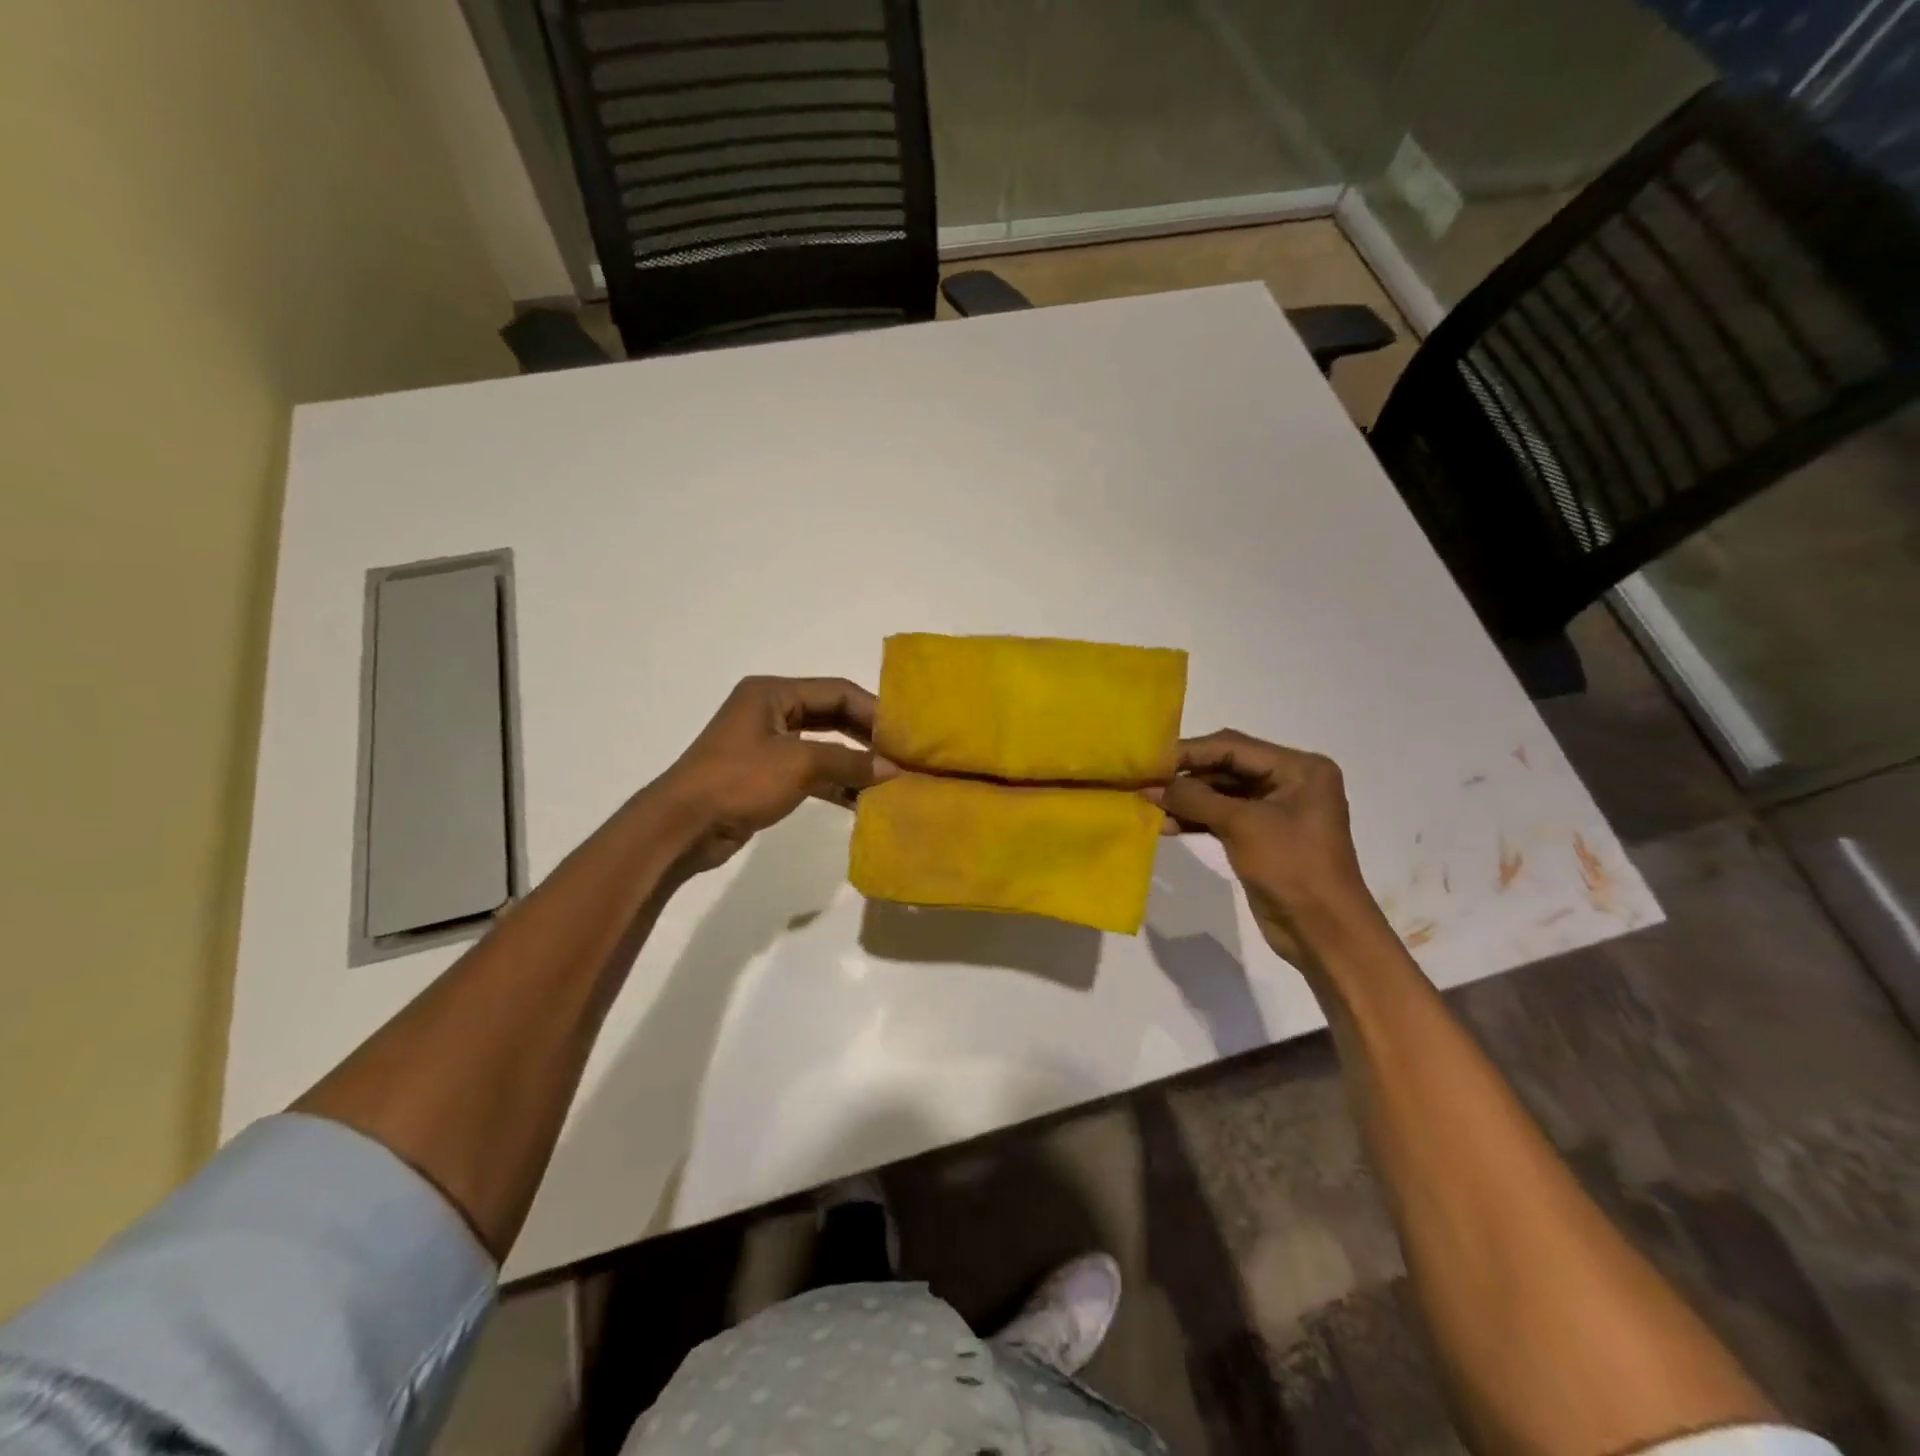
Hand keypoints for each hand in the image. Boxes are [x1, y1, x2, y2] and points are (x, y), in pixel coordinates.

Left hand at [655, 676, 879, 871]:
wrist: (682, 827)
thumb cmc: (738, 781)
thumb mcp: (798, 765)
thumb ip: (849, 762)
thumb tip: (893, 769)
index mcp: (773, 693)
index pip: (836, 691)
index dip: (873, 710)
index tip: (904, 734)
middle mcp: (771, 711)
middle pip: (831, 716)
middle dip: (866, 737)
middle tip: (901, 756)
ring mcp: (767, 745)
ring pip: (823, 747)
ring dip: (853, 763)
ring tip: (888, 781)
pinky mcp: (766, 776)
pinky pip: (811, 772)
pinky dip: (835, 783)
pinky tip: (862, 801)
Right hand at [1150, 730, 1383, 965]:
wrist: (1323, 933)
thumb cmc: (1292, 868)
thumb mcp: (1243, 826)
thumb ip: (1195, 799)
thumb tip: (1150, 786)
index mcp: (1299, 768)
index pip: (1233, 747)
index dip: (1189, 752)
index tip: (1149, 760)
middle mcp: (1288, 781)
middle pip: (1225, 767)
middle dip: (1185, 776)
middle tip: (1143, 782)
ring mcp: (1273, 810)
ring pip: (1220, 793)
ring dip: (1186, 800)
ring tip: (1147, 805)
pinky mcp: (1260, 836)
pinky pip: (1221, 817)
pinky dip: (1195, 819)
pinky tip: (1164, 825)